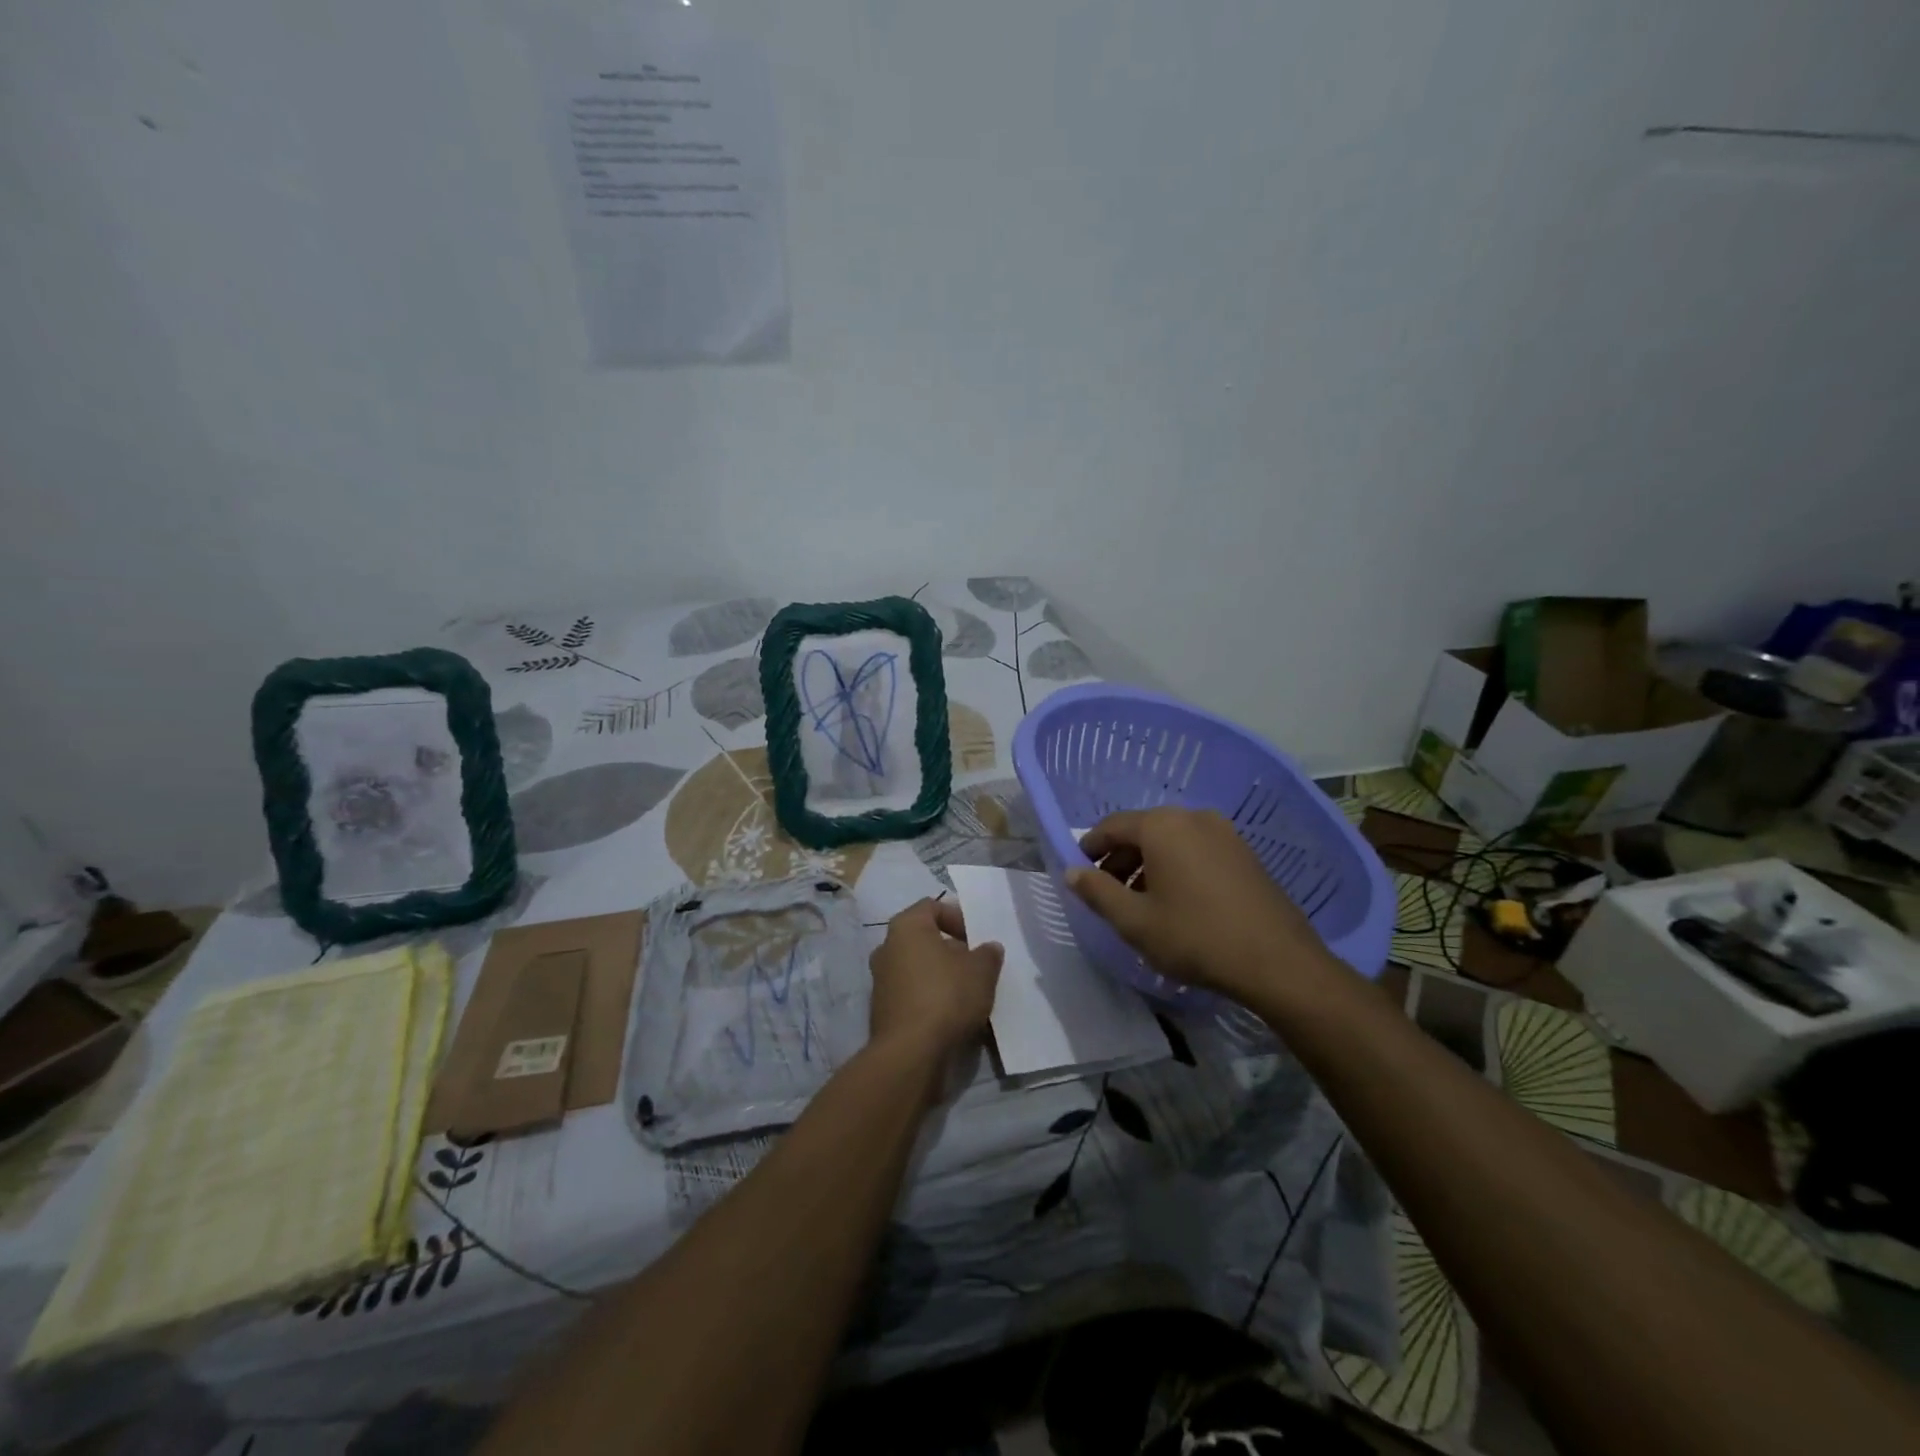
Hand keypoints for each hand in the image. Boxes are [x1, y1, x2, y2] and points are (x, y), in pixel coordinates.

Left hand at [868, 899, 1002, 1064]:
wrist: (910, 1053)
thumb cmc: (946, 996)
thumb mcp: (981, 970)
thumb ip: (988, 954)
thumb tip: (988, 949)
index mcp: (905, 927)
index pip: (932, 906)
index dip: (958, 917)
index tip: (977, 938)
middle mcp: (886, 947)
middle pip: (924, 939)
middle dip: (951, 950)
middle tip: (976, 966)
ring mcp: (880, 980)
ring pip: (918, 968)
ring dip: (941, 976)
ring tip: (968, 994)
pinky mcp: (882, 1010)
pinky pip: (912, 994)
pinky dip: (930, 998)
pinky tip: (952, 1016)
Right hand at [1067, 807, 1325, 1000]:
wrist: (1277, 961)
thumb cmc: (1195, 937)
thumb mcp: (1134, 921)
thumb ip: (1097, 892)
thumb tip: (1072, 872)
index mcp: (1162, 826)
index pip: (1112, 826)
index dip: (1091, 847)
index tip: (1079, 871)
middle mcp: (1193, 817)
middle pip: (1143, 830)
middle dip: (1120, 859)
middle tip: (1107, 892)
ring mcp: (1224, 832)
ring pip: (1171, 840)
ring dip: (1148, 864)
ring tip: (1141, 901)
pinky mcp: (1245, 852)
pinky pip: (1197, 849)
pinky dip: (1177, 866)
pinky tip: (1178, 901)